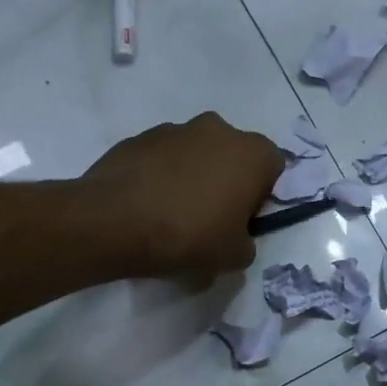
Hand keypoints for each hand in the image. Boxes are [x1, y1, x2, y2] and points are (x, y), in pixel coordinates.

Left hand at [80, 113, 281, 279]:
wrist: (112, 222)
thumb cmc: (188, 236)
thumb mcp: (234, 257)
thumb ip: (247, 242)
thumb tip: (236, 236)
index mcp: (252, 153)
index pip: (274, 167)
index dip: (262, 194)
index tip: (244, 218)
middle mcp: (219, 129)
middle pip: (235, 154)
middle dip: (228, 179)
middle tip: (211, 215)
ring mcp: (177, 128)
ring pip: (198, 151)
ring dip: (194, 174)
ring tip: (173, 212)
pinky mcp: (140, 136)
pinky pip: (163, 156)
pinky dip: (162, 174)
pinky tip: (147, 204)